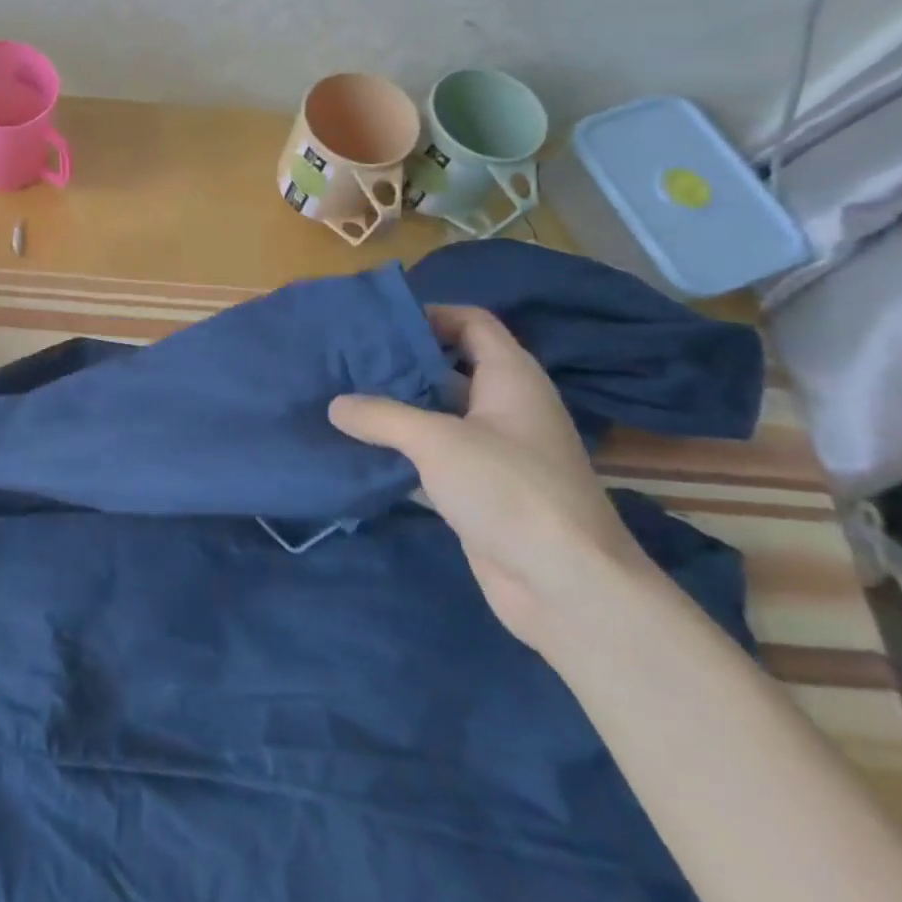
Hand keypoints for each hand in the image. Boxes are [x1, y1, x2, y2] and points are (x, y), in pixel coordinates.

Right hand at [329, 305, 650, 653]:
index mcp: (510, 378)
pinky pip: (433, 456)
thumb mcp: (438, 441)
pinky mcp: (479, 490)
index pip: (472, 323)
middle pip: (448, 367)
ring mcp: (493, 451)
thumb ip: (381, 416)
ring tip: (341, 399)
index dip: (430, 315)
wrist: (566, 586)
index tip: (377, 324)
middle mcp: (504, 407)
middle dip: (400, 363)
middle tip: (345, 361)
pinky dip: (400, 450)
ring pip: (437, 414)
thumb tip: (335, 405)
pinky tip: (359, 449)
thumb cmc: (509, 490)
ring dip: (395, 409)